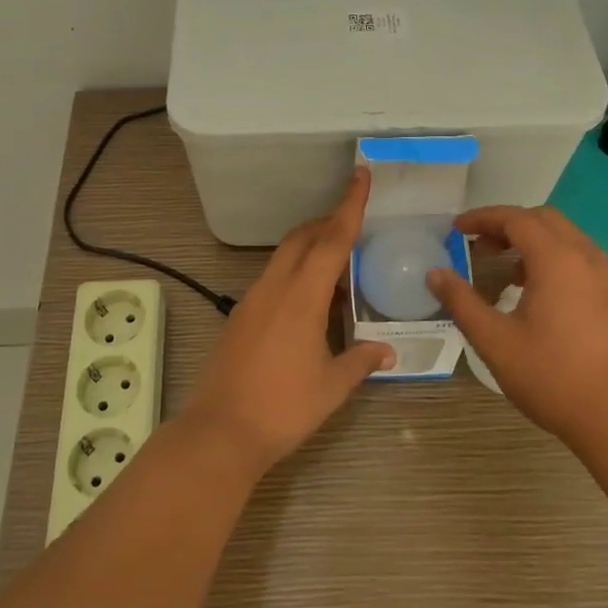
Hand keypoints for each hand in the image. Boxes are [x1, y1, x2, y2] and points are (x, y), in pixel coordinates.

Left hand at [183, 169, 395, 473]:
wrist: (220, 432)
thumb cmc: (283, 408)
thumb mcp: (332, 387)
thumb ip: (361, 361)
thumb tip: (387, 349)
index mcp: (302, 297)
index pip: (332, 240)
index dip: (350, 206)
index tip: (361, 175)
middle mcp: (274, 288)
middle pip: (302, 238)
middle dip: (328, 223)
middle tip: (354, 223)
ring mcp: (252, 300)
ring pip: (284, 256)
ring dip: (310, 247)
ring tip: (337, 263)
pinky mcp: (240, 316)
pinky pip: (272, 278)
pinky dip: (294, 272)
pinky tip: (309, 299)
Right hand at [427, 206, 607, 454]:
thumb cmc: (553, 377)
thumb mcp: (495, 341)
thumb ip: (462, 302)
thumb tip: (435, 274)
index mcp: (556, 260)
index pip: (516, 218)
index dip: (482, 218)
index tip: (456, 228)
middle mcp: (585, 258)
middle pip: (543, 219)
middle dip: (507, 224)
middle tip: (478, 245)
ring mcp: (605, 278)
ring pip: (565, 237)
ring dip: (531, 240)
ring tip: (504, 268)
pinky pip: (578, 259)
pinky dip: (551, 258)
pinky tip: (534, 292)